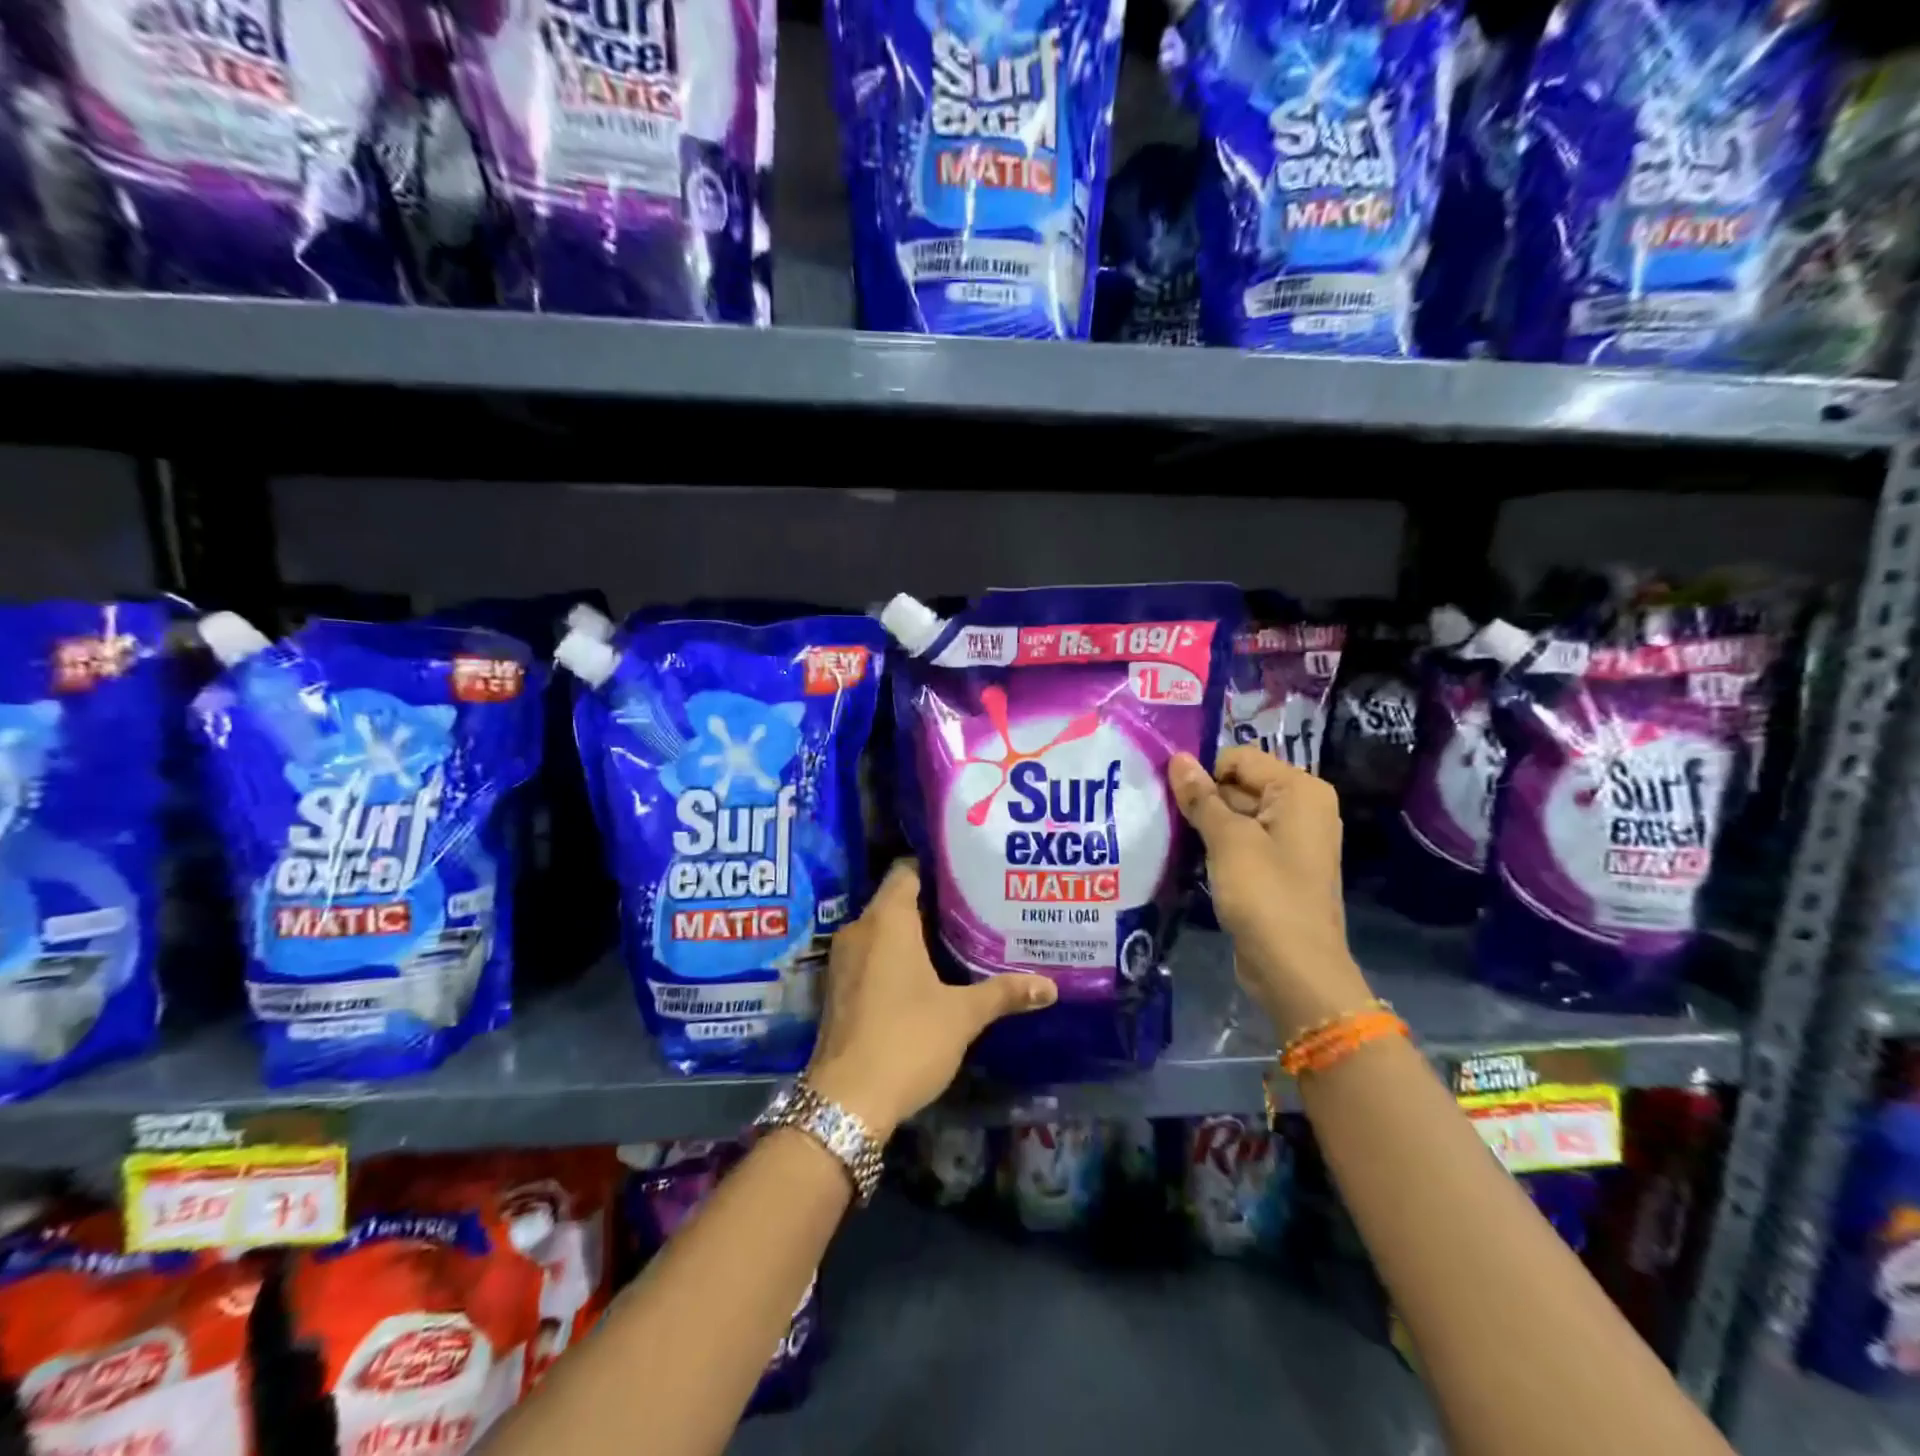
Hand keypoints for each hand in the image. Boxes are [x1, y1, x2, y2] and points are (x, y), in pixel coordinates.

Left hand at [805, 861, 1056, 1137]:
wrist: (847, 1101)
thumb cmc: (907, 1040)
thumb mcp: (962, 1015)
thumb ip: (1004, 993)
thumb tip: (1050, 987)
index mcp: (886, 920)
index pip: (907, 870)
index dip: (937, 869)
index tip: (969, 875)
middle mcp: (859, 929)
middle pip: (896, 899)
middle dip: (932, 903)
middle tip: (974, 907)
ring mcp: (844, 959)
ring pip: (882, 929)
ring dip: (913, 932)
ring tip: (957, 938)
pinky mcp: (839, 986)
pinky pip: (871, 954)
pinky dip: (895, 955)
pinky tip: (926, 973)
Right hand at [1169, 747, 1373, 1038]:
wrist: (1294, 969)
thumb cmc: (1265, 894)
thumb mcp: (1228, 840)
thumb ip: (1201, 797)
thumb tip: (1178, 758)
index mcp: (1300, 790)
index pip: (1239, 758)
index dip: (1203, 772)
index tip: (1168, 792)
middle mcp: (1302, 807)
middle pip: (1239, 784)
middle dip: (1202, 798)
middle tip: (1162, 813)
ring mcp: (1291, 840)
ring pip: (1237, 814)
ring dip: (1205, 823)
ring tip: (1170, 833)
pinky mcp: (1277, 868)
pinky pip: (1242, 842)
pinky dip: (1217, 845)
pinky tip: (1188, 856)